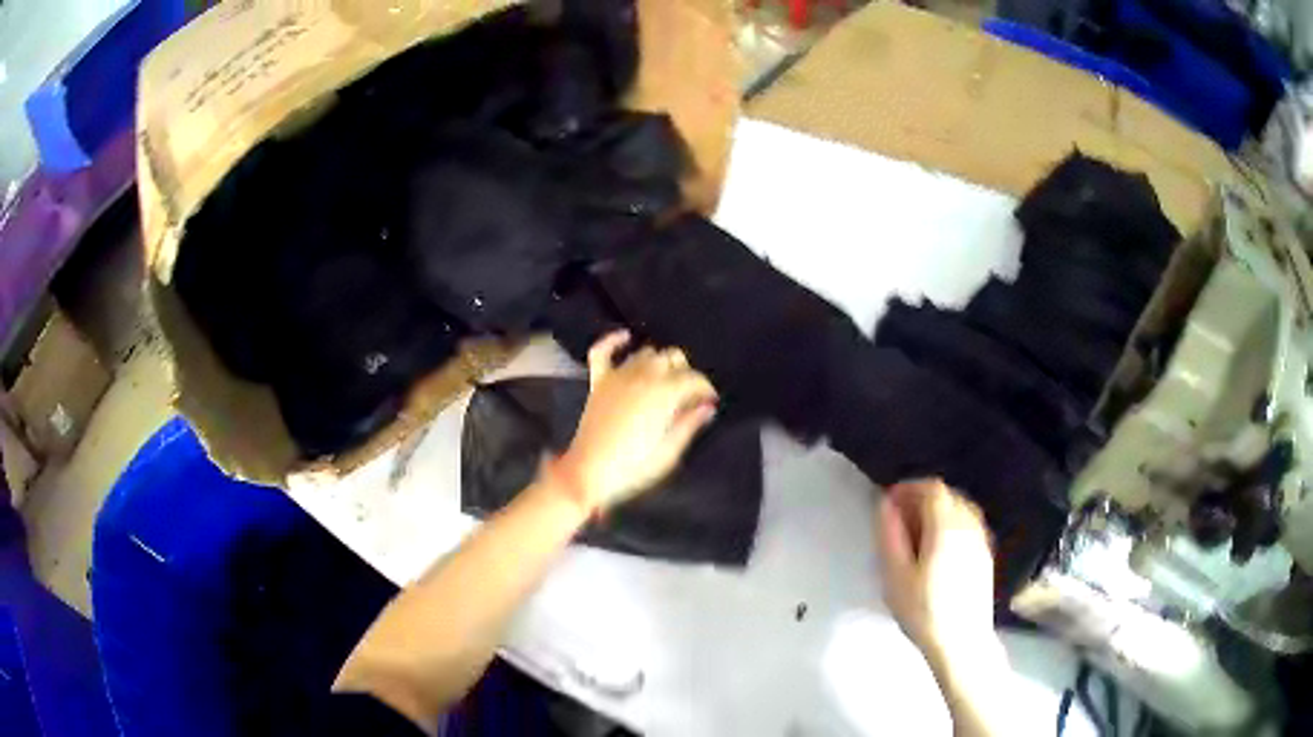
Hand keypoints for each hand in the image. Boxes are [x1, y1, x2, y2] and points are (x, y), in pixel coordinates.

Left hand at [553, 331, 718, 509]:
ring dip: (659, 362)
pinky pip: (603, 350)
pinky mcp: (599, 381)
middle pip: (673, 358)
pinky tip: (626, 337)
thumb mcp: (670, 451)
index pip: (695, 379)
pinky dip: (614, 340)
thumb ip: (689, 424)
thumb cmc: (634, 467)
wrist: (588, 473)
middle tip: (688, 396)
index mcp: (665, 393)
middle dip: (685, 373)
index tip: (710, 401)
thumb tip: (708, 407)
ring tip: (665, 380)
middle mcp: (643, 376)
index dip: (706, 389)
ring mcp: (618, 376)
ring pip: (647, 352)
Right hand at [877, 480, 995, 662]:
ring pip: (960, 508)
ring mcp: (981, 540)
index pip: (931, 488)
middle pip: (948, 495)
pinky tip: (938, 547)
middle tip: (899, 518)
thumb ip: (890, 536)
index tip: (889, 501)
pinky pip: (969, 524)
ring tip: (916, 532)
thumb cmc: (923, 611)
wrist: (962, 642)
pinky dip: (951, 523)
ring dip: (938, 511)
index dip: (909, 488)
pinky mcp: (986, 555)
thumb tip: (885, 506)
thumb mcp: (896, 576)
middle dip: (922, 498)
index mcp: (946, 526)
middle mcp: (969, 525)